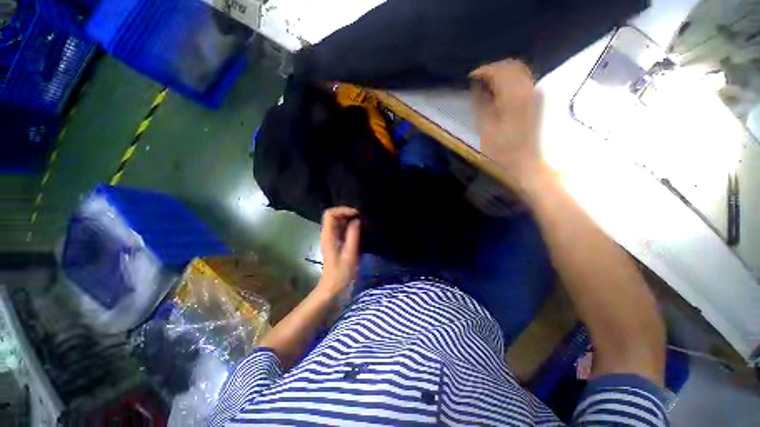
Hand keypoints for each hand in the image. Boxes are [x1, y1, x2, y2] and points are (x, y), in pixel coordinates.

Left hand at [318, 207, 360, 293]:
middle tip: (362, 217)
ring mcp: (331, 239)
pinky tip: (360, 231)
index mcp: (328, 235)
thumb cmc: (341, 273)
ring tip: (363, 222)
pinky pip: (341, 229)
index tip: (357, 214)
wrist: (333, 288)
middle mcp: (327, 234)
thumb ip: (353, 235)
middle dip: (347, 213)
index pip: (330, 213)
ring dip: (349, 220)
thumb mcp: (350, 255)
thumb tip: (357, 220)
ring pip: (337, 222)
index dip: (343, 210)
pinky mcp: (335, 244)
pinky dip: (349, 227)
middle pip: (333, 215)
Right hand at [471, 59, 546, 191]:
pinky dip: (515, 82)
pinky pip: (527, 82)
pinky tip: (506, 93)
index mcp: (512, 92)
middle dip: (494, 69)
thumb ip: (479, 100)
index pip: (495, 69)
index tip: (470, 79)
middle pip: (510, 65)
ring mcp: (535, 95)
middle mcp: (527, 88)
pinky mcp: (539, 102)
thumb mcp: (485, 125)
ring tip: (493, 86)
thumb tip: (476, 85)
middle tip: (482, 80)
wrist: (531, 166)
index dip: (480, 71)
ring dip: (505, 74)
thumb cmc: (506, 149)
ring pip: (521, 72)